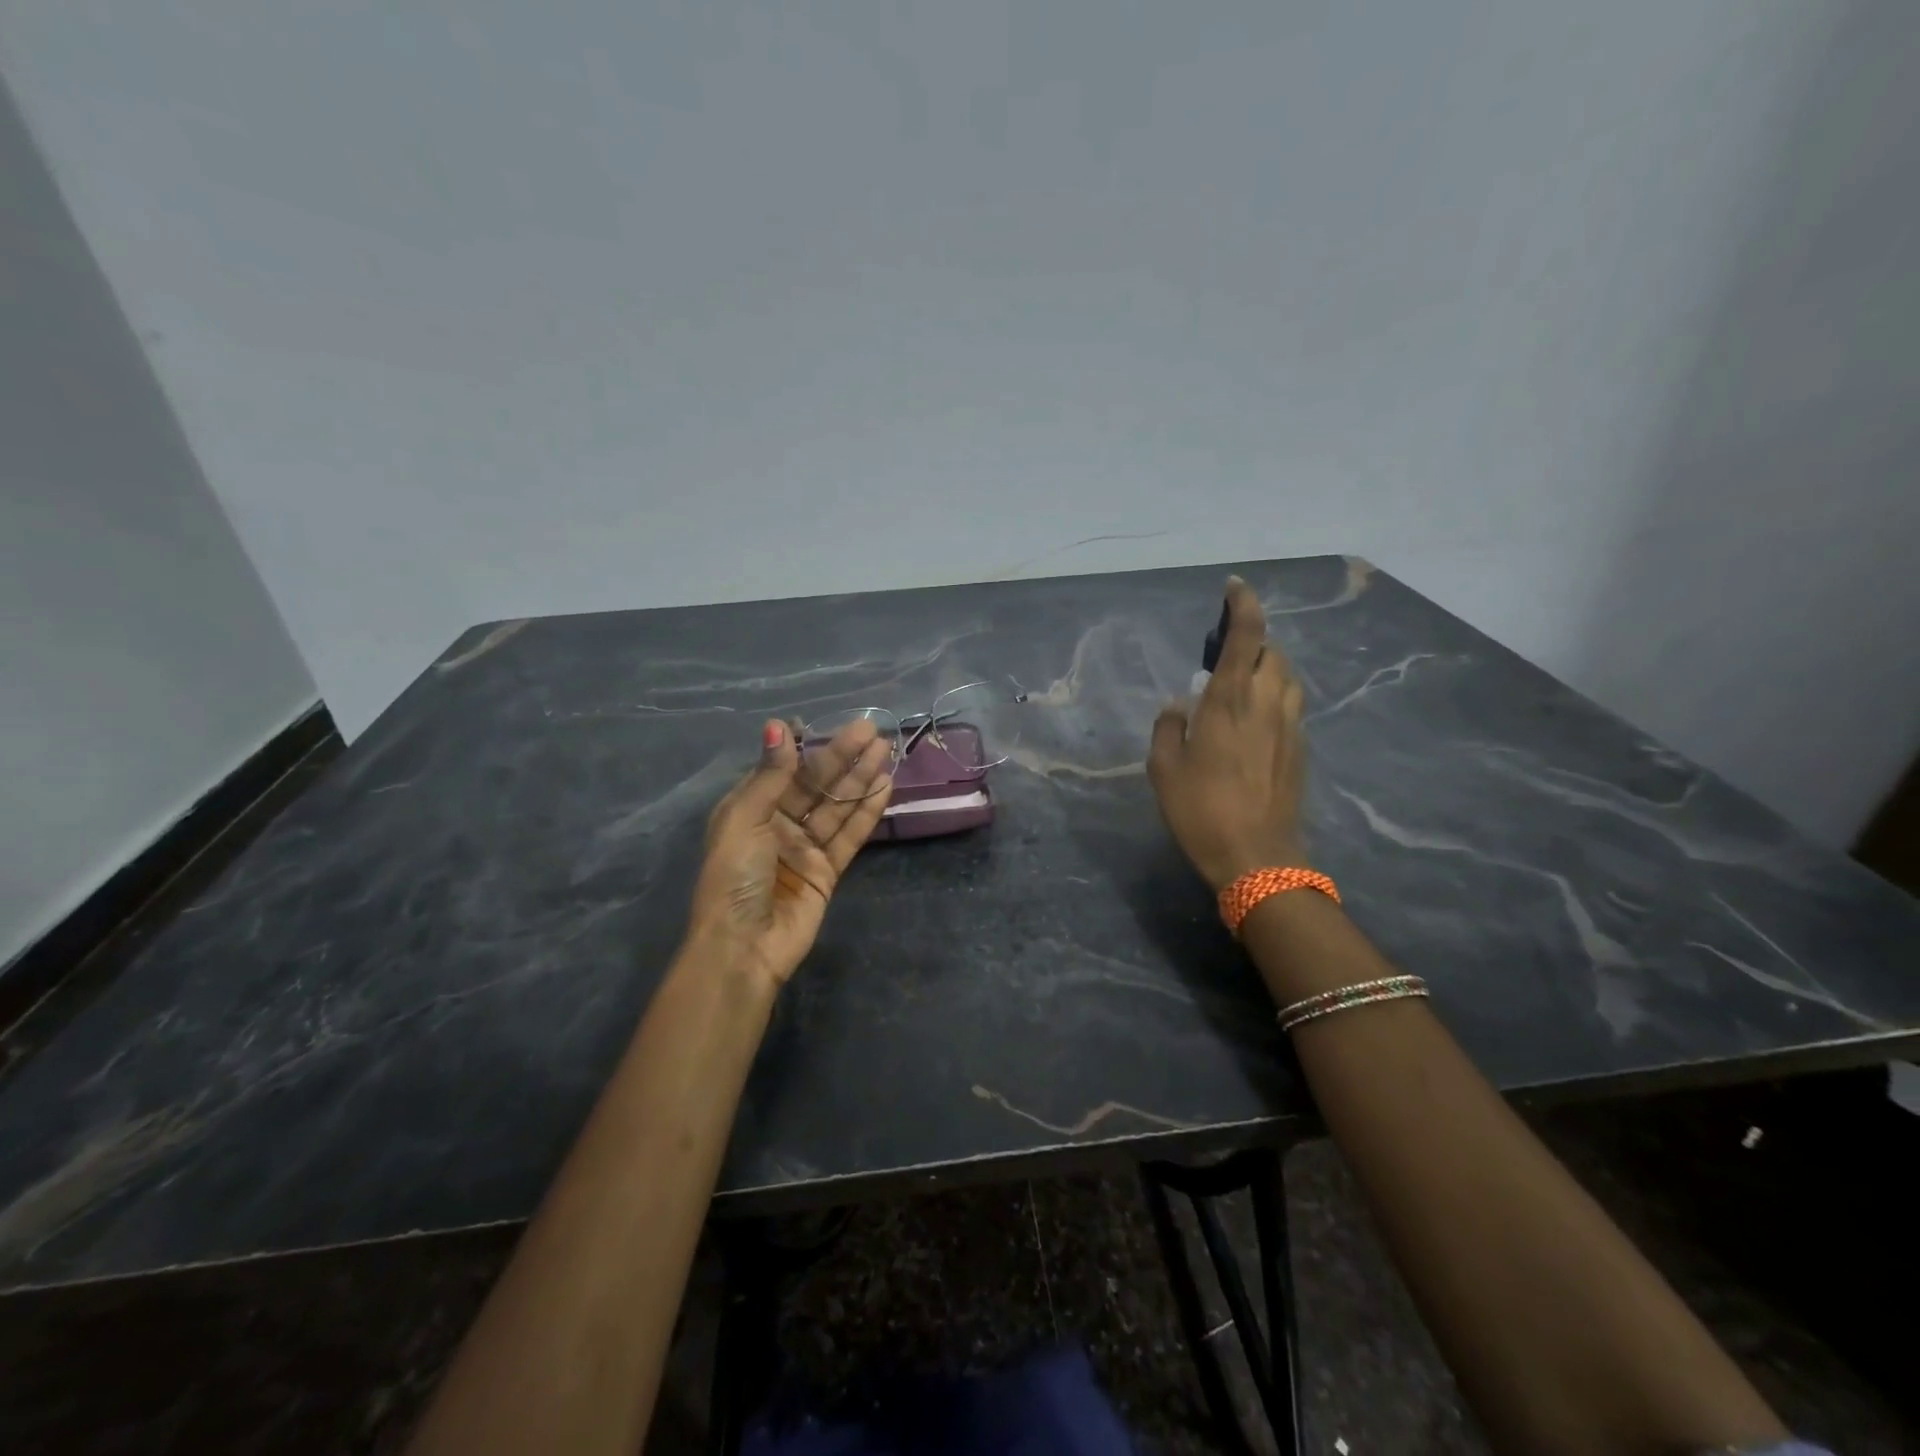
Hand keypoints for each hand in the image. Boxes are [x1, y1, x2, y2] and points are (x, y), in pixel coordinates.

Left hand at [687, 719, 893, 988]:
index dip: (809, 746)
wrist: (744, 947)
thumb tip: (778, 724)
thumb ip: (771, 775)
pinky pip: (850, 835)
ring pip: (837, 806)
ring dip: (860, 778)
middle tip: (871, 730)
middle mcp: (778, 824)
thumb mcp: (745, 820)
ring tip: (885, 750)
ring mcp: (804, 848)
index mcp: (749, 809)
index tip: (833, 724)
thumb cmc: (735, 877)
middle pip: (816, 784)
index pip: (785, 769)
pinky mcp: (827, 871)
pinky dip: (867, 812)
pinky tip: (884, 786)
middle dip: (843, 757)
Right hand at [1148, 576, 1309, 890]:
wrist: (1257, 858)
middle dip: (1254, 643)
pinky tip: (1255, 723)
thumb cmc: (1201, 810)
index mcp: (1230, 701)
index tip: (1235, 587)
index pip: (1246, 637)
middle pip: (1273, 653)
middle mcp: (1268, 704)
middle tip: (1227, 654)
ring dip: (1269, 669)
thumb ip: (1168, 727)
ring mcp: (1290, 728)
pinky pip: (1292, 708)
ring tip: (1243, 685)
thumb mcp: (1164, 769)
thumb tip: (1178, 705)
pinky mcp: (1300, 751)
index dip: (1244, 605)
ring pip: (1289, 679)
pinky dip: (1275, 699)